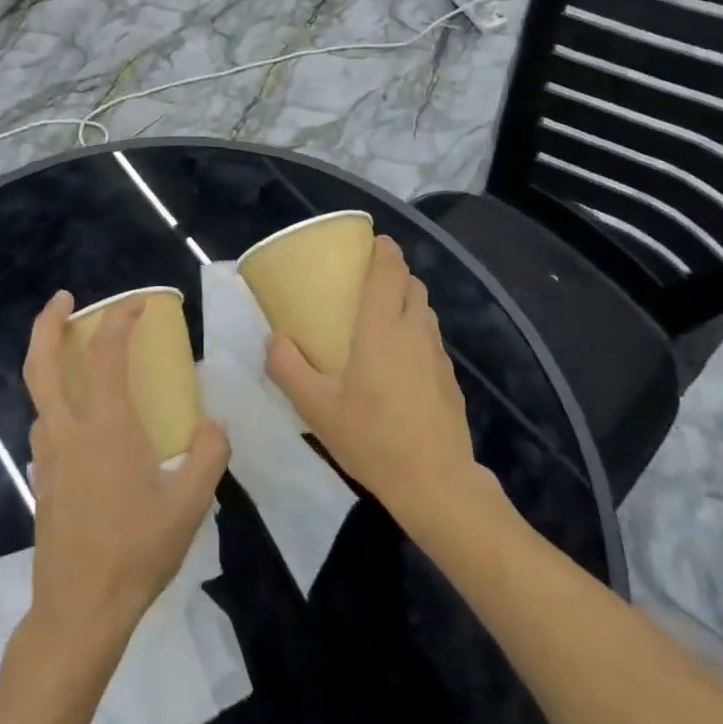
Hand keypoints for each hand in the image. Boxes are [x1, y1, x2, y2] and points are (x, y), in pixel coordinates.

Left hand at [23, 291, 229, 649]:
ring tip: (75, 353)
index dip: (121, 319)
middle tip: (63, 299)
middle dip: (48, 323)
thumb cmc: (136, 551)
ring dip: (49, 361)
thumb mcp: (190, 504)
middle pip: (42, 363)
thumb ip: (208, 455)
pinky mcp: (42, 479)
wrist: (79, 611)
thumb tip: (212, 425)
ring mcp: (48, 456)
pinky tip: (80, 417)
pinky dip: (56, 399)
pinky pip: (45, 424)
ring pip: (38, 394)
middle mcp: (68, 431)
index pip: (108, 354)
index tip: (139, 303)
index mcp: (106, 427)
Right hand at [265, 235, 484, 531]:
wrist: (436, 482)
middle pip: (411, 282)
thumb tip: (273, 339)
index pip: (390, 268)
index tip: (369, 242)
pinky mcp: (449, 376)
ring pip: (424, 309)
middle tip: (364, 283)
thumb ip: (289, 368)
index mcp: (383, 326)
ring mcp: (437, 353)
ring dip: (406, 301)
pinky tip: (398, 363)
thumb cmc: (372, 437)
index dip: (383, 248)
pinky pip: (431, 338)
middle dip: (393, 272)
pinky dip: (416, 332)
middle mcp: (415, 328)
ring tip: (380, 319)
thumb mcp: (317, 407)